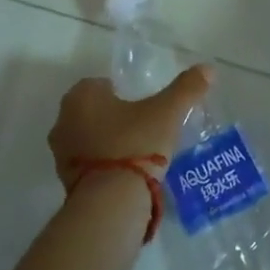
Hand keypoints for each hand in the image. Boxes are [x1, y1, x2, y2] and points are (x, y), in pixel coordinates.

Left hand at [49, 66, 212, 191]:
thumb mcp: (166, 113)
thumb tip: (208, 68)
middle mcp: (64, 119)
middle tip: (143, 130)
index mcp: (82, 95)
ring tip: (137, 155)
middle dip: (113, 118)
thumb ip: (186, 89)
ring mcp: (61, 152)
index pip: (102, 85)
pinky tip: (125, 176)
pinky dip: (102, 166)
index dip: (123, 93)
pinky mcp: (64, 180)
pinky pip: (87, 165)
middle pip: (93, 112)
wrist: (111, 201)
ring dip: (106, 143)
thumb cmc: (135, 144)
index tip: (143, 108)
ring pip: (88, 138)